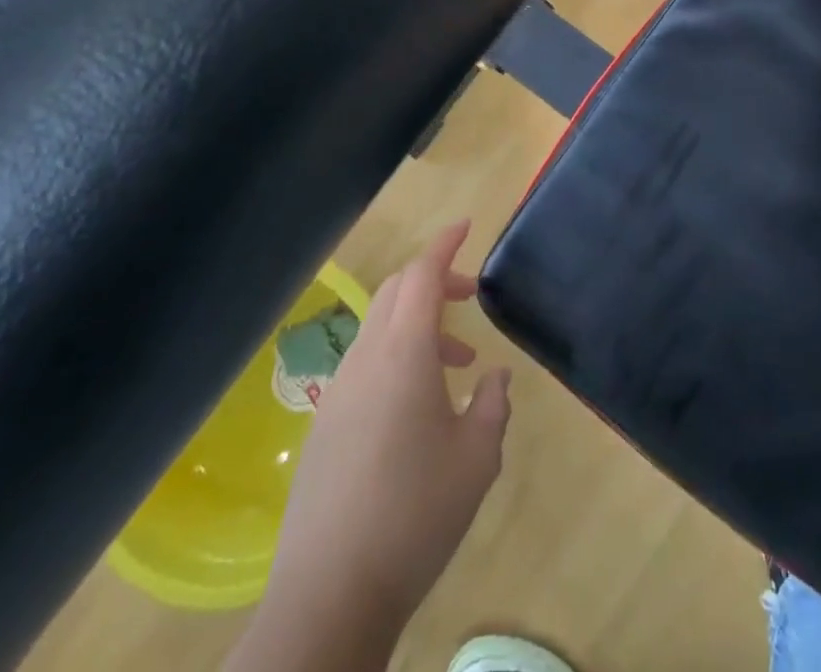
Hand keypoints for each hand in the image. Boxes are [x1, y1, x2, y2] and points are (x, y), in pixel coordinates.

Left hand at [235, 222, 510, 671]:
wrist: (330, 594)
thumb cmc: (415, 513)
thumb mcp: (478, 457)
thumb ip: (493, 406)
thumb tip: (494, 379)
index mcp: (403, 353)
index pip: (423, 275)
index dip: (445, 244)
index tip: (467, 225)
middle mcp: (366, 359)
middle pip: (397, 291)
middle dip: (435, 279)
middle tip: (471, 295)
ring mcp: (340, 391)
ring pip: (382, 327)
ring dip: (420, 324)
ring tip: (458, 364)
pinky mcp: (326, 423)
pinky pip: (367, 362)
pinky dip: (398, 355)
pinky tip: (420, 406)